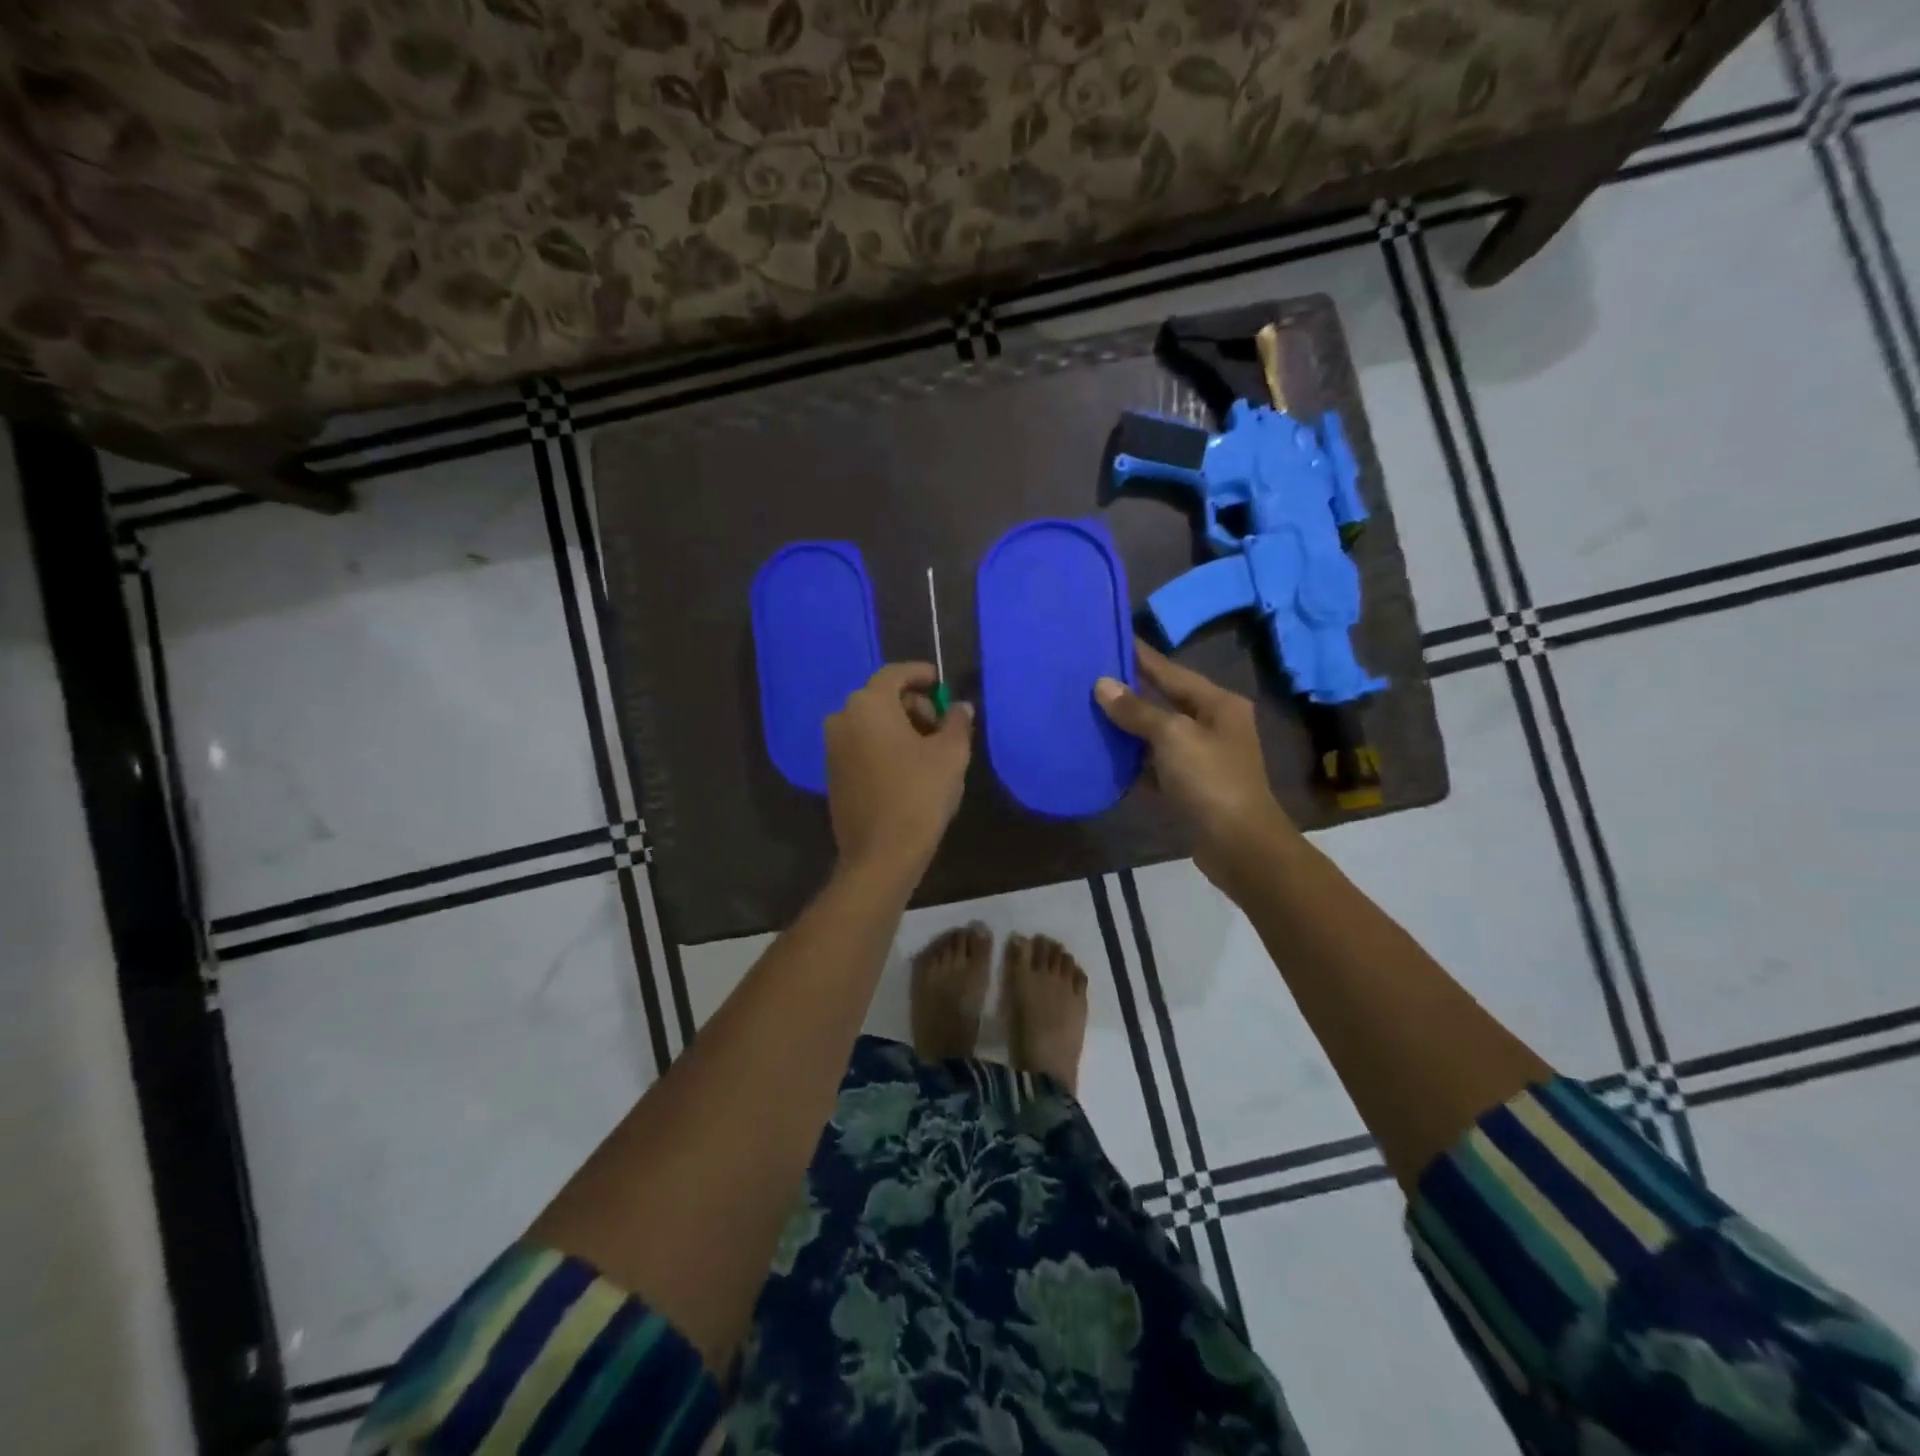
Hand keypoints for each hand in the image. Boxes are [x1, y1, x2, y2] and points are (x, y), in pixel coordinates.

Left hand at [825, 662, 972, 882]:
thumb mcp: (951, 754)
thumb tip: (960, 707)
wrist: (881, 854)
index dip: (920, 674)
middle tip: (942, 726)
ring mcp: (832, 748)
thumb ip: (957, 722)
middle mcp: (842, 718)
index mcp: (868, 705)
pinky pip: (862, 745)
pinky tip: (907, 769)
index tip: (940, 681)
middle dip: (914, 706)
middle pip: (882, 698)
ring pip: (871, 723)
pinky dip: (884, 746)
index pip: (895, 674)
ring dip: (900, 728)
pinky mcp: (832, 773)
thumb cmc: (919, 795)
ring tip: (929, 751)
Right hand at [1095, 640, 1296, 889]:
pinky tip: (1104, 756)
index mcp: (1217, 704)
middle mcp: (1212, 725)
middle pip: (1163, 701)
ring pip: (1156, 735)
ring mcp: (1201, 758)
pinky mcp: (1189, 787)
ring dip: (1126, 728)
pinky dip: (1132, 762)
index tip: (1109, 638)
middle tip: (1089, 677)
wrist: (1239, 845)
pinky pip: (1154, 766)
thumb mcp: (1173, 737)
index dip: (1140, 656)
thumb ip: (1137, 710)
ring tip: (1088, 712)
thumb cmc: (1211, 781)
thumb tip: (1103, 685)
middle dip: (1128, 692)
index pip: (1170, 671)